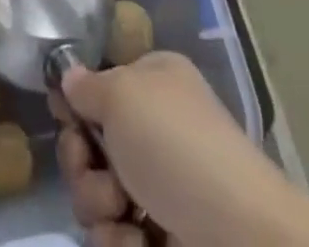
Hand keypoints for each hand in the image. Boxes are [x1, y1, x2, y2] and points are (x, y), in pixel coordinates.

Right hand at [54, 52, 308, 246]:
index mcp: (153, 82)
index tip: (66, 119)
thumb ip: (86, 86)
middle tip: (94, 170)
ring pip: (98, 195)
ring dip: (99, 207)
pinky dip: (121, 243)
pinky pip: (117, 238)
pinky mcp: (163, 240)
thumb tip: (69, 78)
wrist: (243, 243)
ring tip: (125, 215)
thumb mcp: (122, 94)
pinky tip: (141, 245)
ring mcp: (161, 189)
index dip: (76, 104)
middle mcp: (156, 129)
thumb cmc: (177, 148)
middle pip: (90, 144)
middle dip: (82, 164)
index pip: (98, 85)